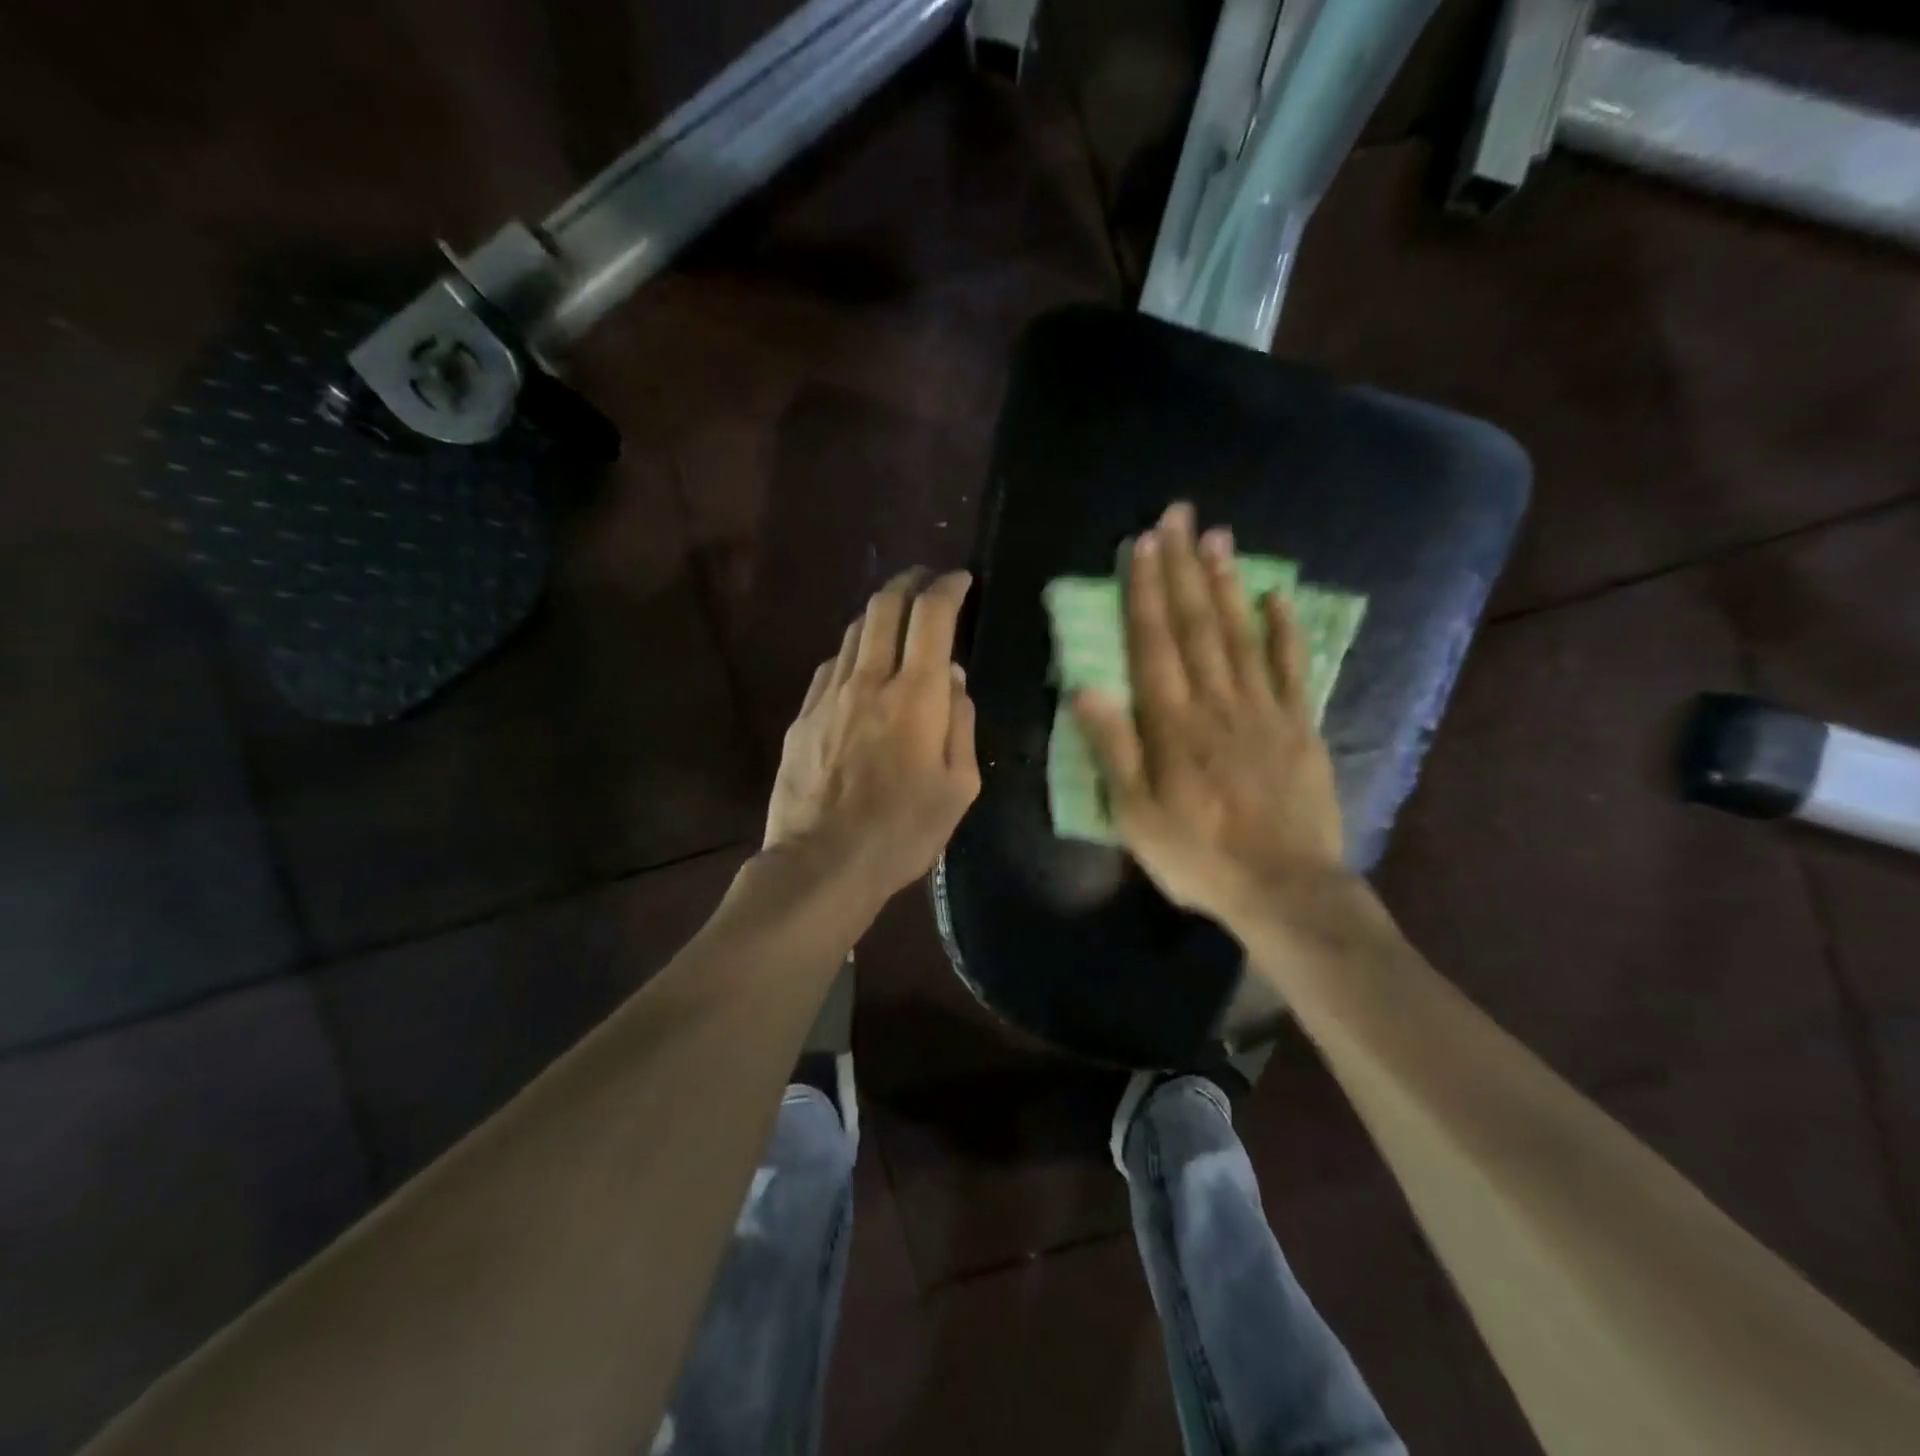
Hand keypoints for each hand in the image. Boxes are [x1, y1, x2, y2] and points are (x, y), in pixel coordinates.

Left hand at [765, 569, 979, 900]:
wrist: (822, 864)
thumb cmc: (903, 832)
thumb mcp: (959, 787)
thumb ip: (960, 723)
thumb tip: (953, 679)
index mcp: (916, 696)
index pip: (932, 616)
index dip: (948, 587)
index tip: (961, 580)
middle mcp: (869, 681)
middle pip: (884, 606)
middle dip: (910, 581)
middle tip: (927, 581)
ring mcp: (829, 696)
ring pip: (853, 632)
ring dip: (879, 614)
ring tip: (896, 620)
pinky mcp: (802, 717)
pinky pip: (830, 667)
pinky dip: (853, 653)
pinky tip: (860, 669)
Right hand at [1071, 503, 1344, 925]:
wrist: (1284, 888)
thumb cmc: (1197, 855)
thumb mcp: (1135, 814)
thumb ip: (1113, 748)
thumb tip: (1086, 687)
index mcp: (1172, 723)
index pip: (1154, 642)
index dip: (1145, 591)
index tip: (1142, 544)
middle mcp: (1217, 702)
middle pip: (1197, 624)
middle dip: (1183, 568)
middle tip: (1179, 516)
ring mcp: (1264, 710)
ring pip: (1240, 634)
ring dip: (1227, 583)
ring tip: (1218, 538)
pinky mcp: (1300, 726)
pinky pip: (1292, 668)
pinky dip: (1285, 630)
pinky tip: (1277, 596)